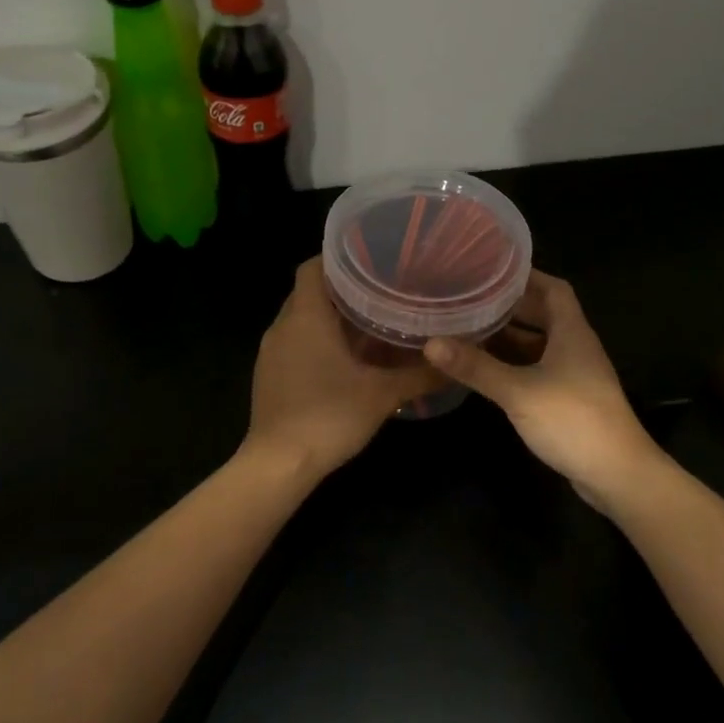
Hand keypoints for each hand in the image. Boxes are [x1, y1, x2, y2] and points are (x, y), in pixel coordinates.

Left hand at [244, 258, 439, 480]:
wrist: (278, 465)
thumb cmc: (329, 417)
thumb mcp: (382, 395)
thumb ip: (420, 375)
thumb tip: (455, 361)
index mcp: (306, 316)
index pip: (313, 266)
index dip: (338, 257)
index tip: (370, 258)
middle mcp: (283, 326)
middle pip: (308, 291)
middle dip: (341, 289)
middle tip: (380, 290)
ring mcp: (271, 352)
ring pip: (300, 319)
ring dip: (329, 318)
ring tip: (368, 322)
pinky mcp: (269, 374)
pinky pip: (294, 343)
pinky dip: (316, 341)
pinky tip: (345, 358)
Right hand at [425, 272, 661, 505]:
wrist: (617, 474)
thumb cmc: (573, 420)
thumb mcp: (519, 391)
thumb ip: (476, 367)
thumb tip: (431, 343)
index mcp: (572, 332)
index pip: (554, 289)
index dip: (526, 276)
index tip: (492, 269)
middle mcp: (576, 347)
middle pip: (544, 315)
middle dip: (510, 306)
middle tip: (471, 299)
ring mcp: (574, 375)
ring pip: (539, 345)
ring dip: (510, 337)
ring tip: (471, 329)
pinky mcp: (569, 400)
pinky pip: (538, 370)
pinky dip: (514, 365)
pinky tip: (488, 370)